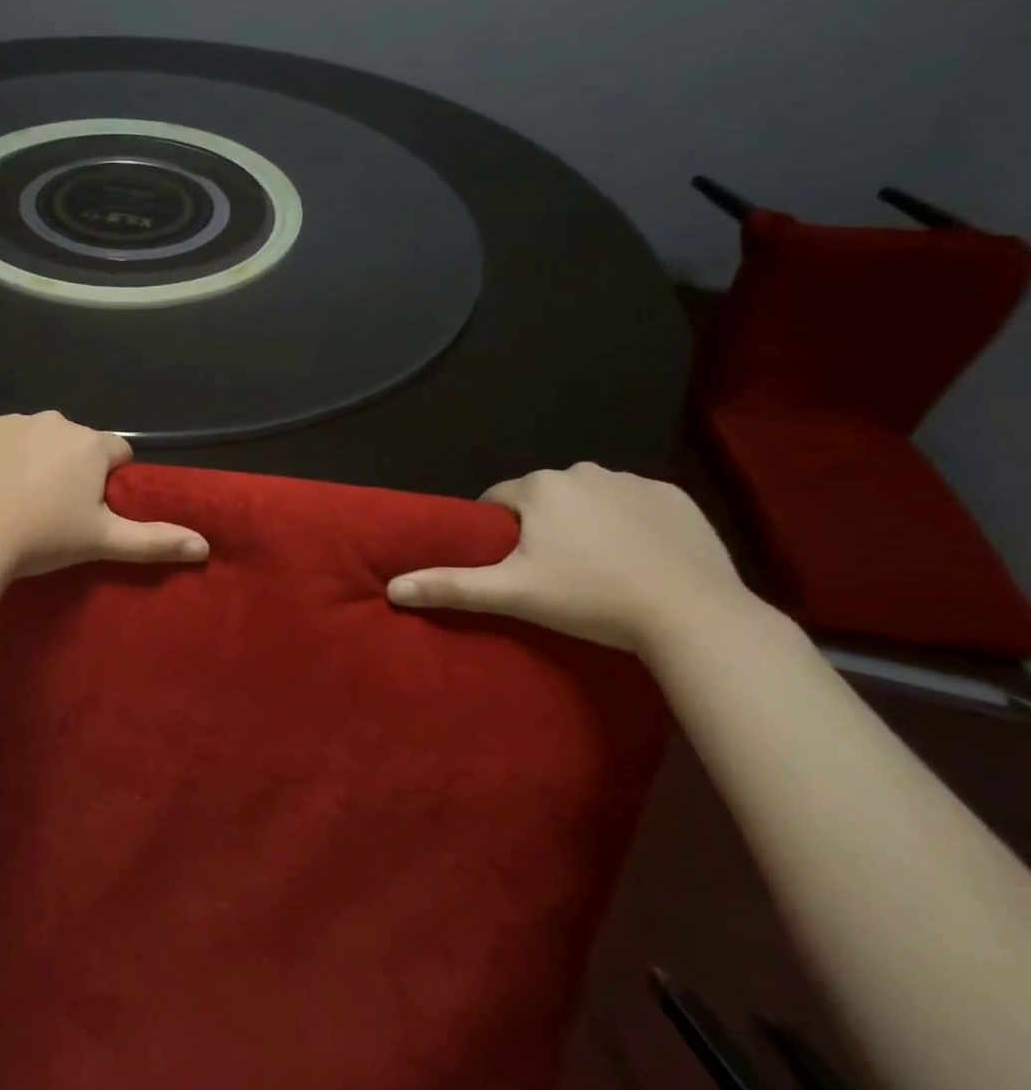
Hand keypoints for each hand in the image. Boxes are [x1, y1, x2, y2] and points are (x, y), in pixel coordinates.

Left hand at [0, 412, 209, 578]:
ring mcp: (12, 420)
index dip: (109, 479)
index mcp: (91, 444)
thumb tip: (204, 545)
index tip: (89, 508)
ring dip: (33, 457)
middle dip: (70, 466)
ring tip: (15, 498)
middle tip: (51, 508)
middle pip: (74, 442)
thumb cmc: (42, 539)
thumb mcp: (102, 541)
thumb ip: (154, 540)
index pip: (117, 452)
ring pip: (35, 436)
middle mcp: (55, 420)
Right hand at [386, 462, 754, 652]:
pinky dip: (631, 523)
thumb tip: (392, 588)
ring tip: (599, 567)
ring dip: (585, 521)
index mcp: (539, 487)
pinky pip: (636, 504)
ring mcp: (633, 482)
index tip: (512, 565)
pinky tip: (640, 558)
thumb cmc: (591, 599)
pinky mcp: (676, 498)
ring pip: (590, 498)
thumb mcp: (513, 594)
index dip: (498, 532)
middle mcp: (582, 471)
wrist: (695, 618)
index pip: (498, 501)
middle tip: (554, 572)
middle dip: (542, 526)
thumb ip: (450, 586)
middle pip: (544, 497)